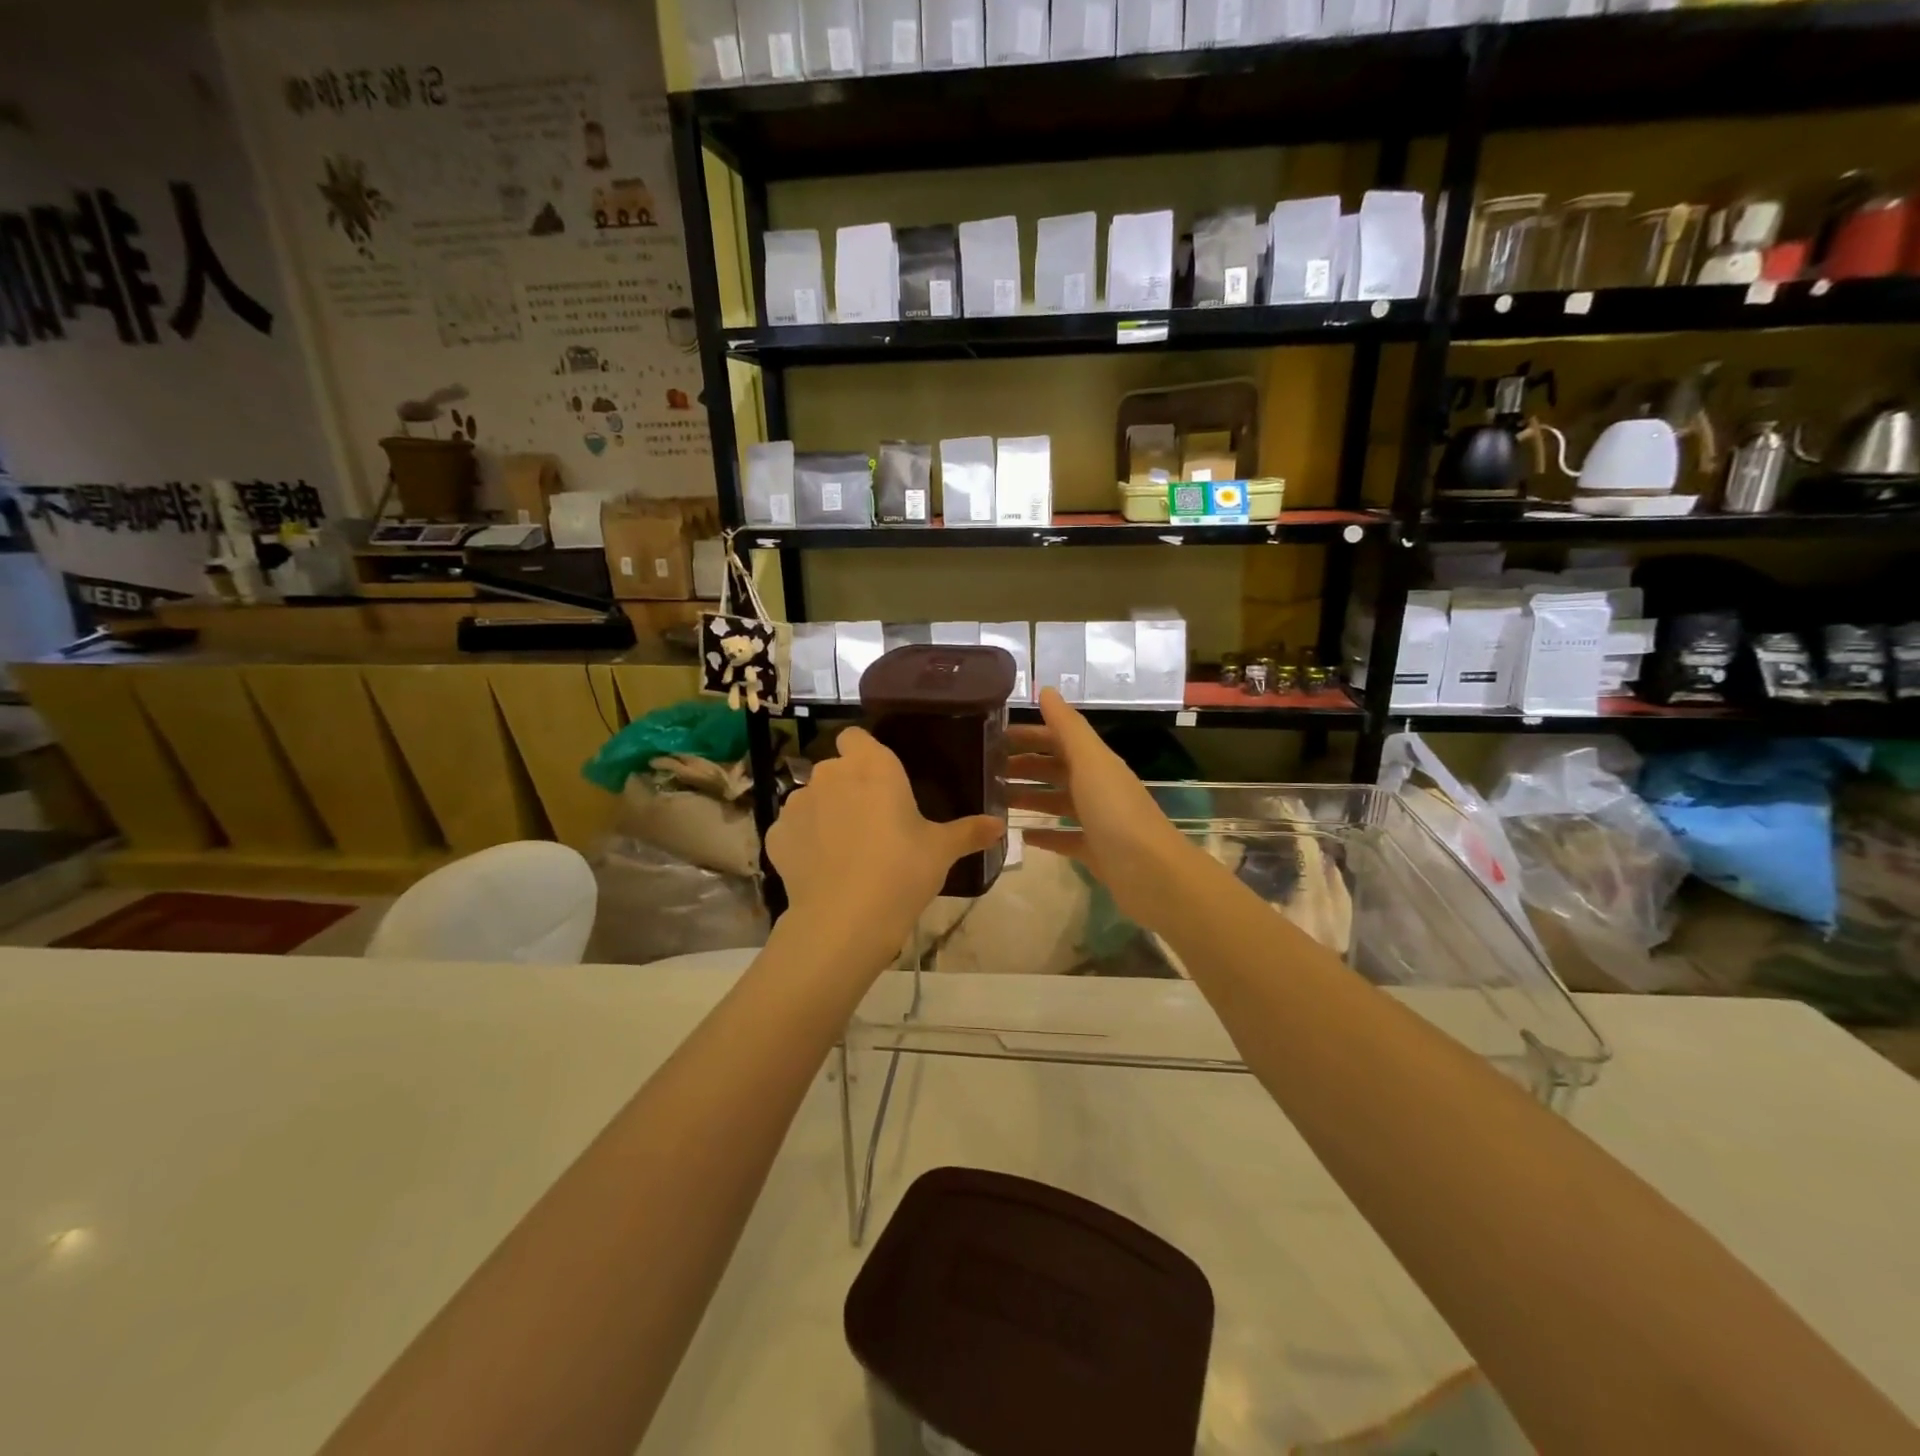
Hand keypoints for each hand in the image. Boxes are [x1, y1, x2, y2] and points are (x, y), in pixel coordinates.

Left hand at [766, 727, 1002, 968]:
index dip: (863, 753)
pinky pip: (792, 829)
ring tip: (844, 849)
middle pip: (835, 769)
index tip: (879, 780)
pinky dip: (804, 841)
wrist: (845, 918)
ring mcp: (797, 802)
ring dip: (825, 813)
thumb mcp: (942, 851)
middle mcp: (830, 774)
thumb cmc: (902, 871)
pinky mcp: (776, 834)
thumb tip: (1000, 826)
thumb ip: (969, 831)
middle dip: (848, 787)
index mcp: (872, 765)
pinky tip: (821, 868)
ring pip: (811, 798)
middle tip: (872, 822)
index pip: (855, 737)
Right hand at [1008, 689, 1201, 933]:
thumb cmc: (1115, 811)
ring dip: (1030, 797)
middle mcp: (1097, 787)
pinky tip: (1022, 836)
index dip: (1028, 735)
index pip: (1057, 739)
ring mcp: (1097, 820)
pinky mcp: (1095, 851)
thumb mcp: (1090, 761)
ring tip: (996, 800)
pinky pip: (1064, 838)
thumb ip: (1067, 727)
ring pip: (1057, 802)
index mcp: (1096, 762)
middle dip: (1024, 766)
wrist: (1150, 872)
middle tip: (985, 770)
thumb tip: (1046, 689)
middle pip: (1055, 769)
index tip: (992, 737)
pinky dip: (1044, 834)